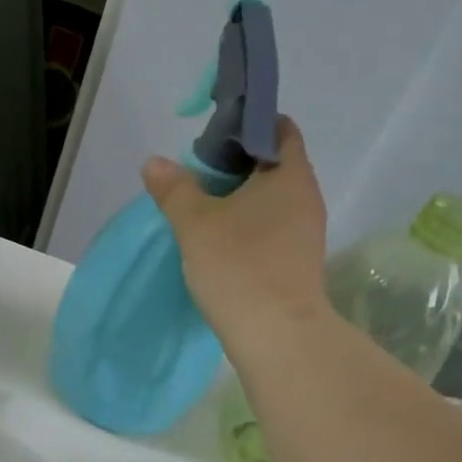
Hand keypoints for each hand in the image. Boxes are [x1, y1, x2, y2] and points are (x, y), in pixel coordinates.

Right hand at [144, 115, 330, 345]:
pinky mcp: (299, 265)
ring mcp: (307, 234)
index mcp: (290, 174)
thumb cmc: (239, 266)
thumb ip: (175, 190)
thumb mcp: (196, 224)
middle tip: (198, 179)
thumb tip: (154, 163)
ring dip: (242, 203)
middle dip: (238, 168)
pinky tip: (222, 247)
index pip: (278, 129)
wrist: (276, 335)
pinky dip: (250, 230)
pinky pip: (273, 232)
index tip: (214, 140)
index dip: (247, 126)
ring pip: (273, 203)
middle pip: (274, 167)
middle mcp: (306, 197)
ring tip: (205, 215)